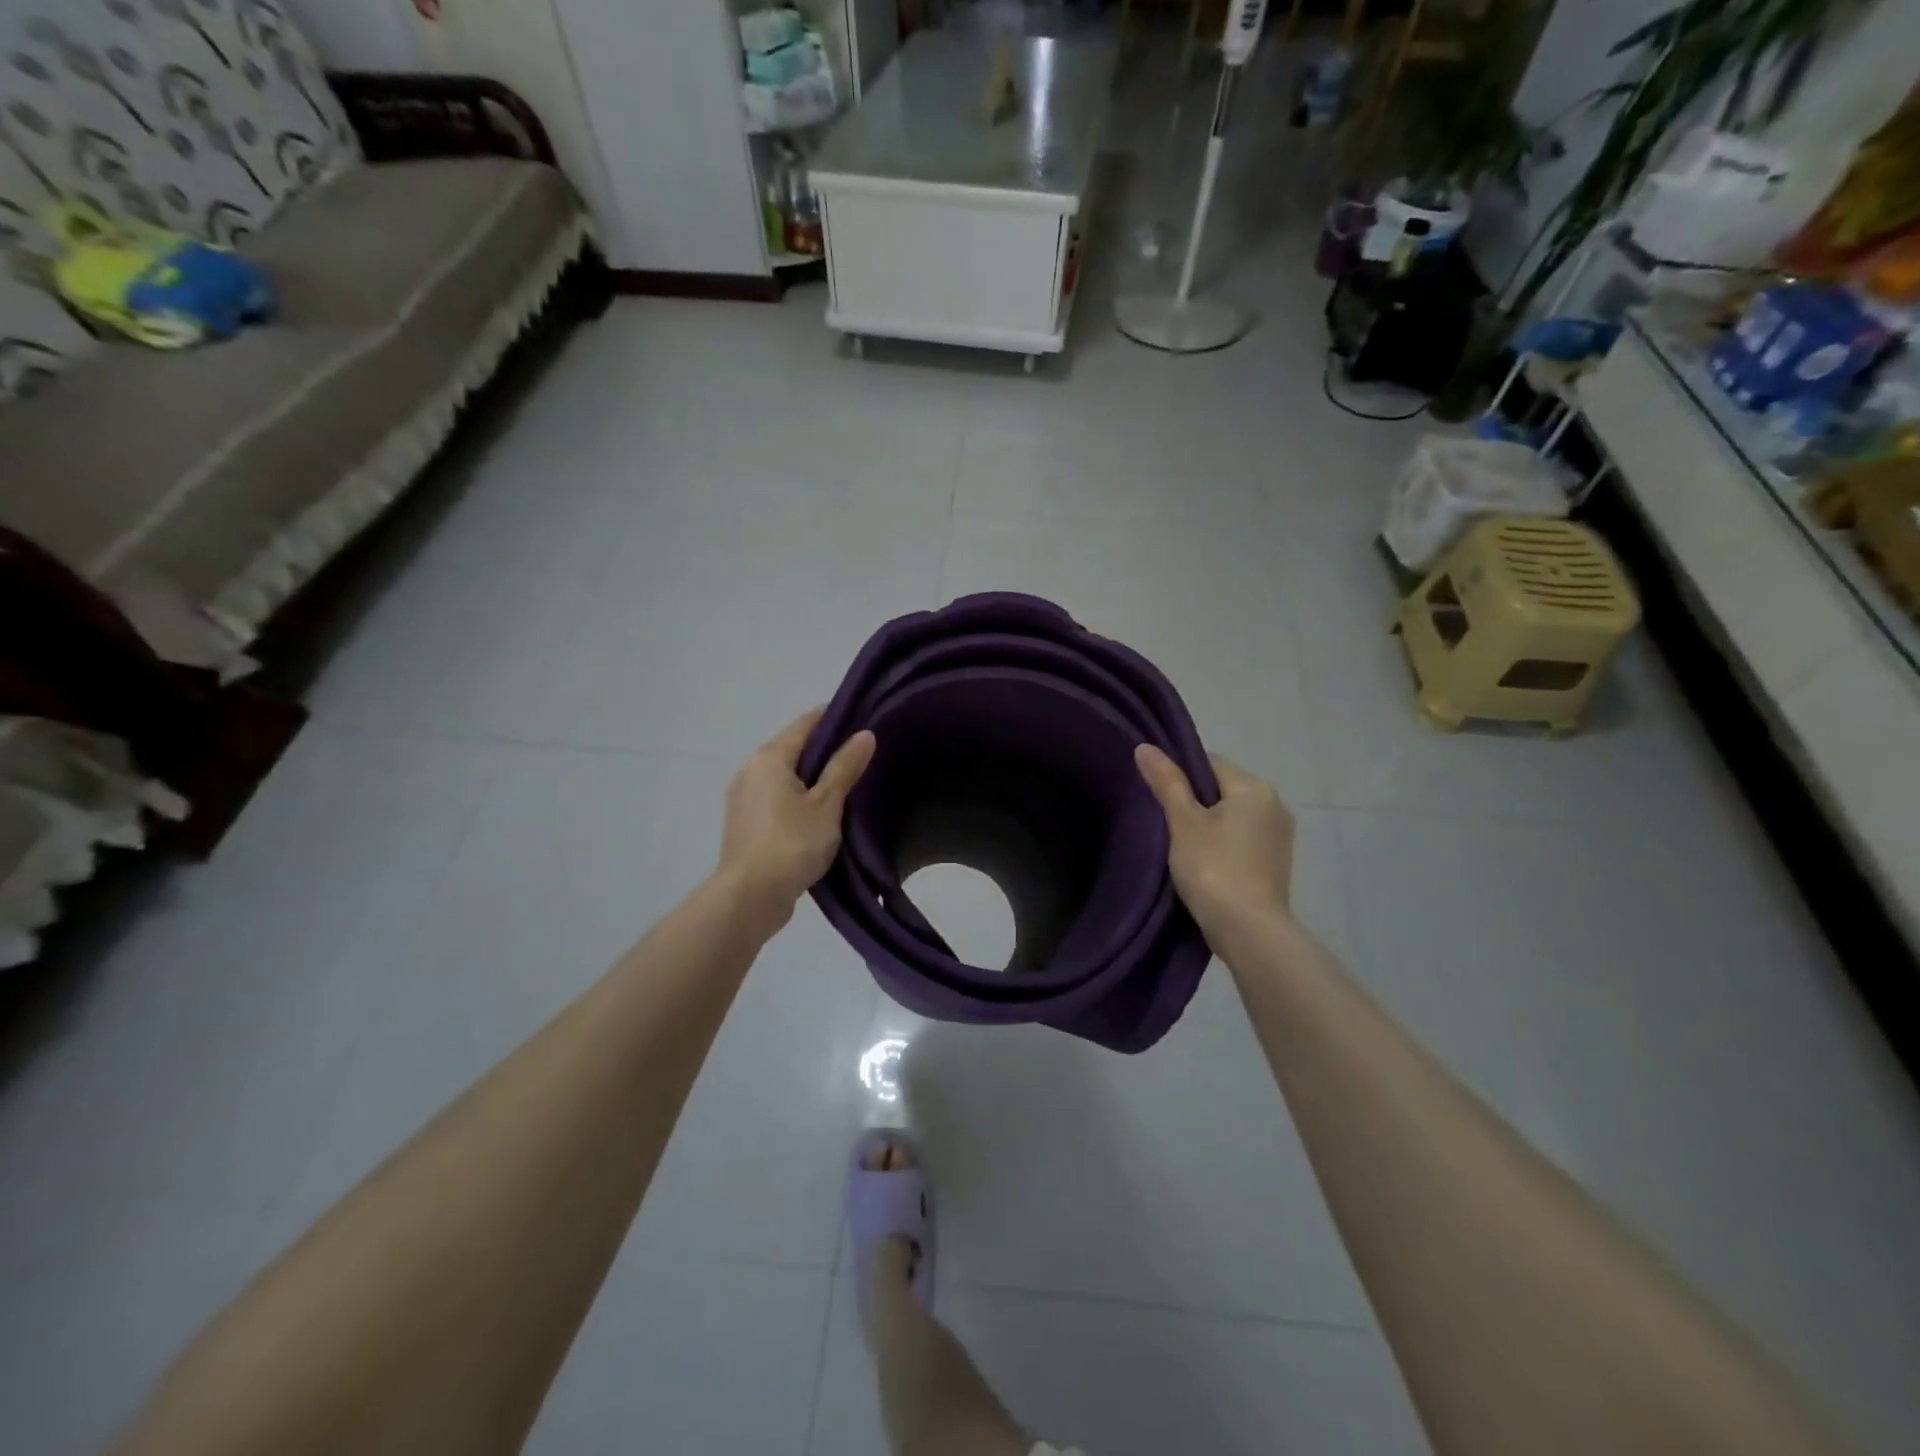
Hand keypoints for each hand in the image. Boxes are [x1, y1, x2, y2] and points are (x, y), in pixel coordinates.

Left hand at [718, 710, 876, 928]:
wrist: (749, 897)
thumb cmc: (792, 844)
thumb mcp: (827, 804)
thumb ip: (844, 767)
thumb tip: (864, 734)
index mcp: (770, 757)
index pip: (807, 723)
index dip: (836, 718)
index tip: (864, 722)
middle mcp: (750, 769)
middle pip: (794, 748)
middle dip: (826, 750)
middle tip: (862, 758)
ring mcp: (743, 797)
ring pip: (784, 775)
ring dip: (811, 777)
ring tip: (846, 788)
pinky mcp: (744, 822)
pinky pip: (776, 798)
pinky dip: (797, 798)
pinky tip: (819, 814)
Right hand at [1135, 745, 1294, 937]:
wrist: (1249, 931)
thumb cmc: (1213, 869)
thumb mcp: (1183, 822)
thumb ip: (1166, 782)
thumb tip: (1145, 747)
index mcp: (1255, 788)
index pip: (1210, 762)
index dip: (1180, 776)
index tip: (1160, 799)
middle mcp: (1275, 804)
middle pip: (1223, 789)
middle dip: (1195, 802)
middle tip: (1166, 825)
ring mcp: (1280, 836)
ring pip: (1233, 816)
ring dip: (1210, 825)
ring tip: (1182, 847)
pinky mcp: (1277, 863)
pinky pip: (1243, 839)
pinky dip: (1224, 845)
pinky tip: (1205, 865)